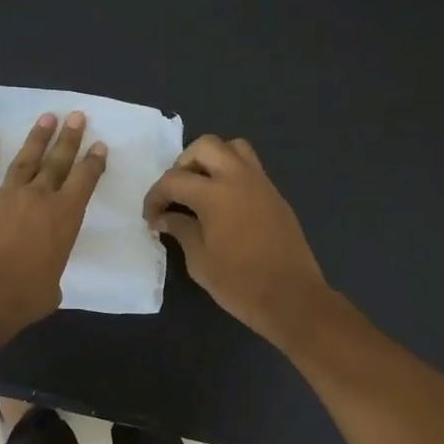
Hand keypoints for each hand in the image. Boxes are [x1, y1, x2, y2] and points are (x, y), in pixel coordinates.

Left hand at [0, 111, 106, 333]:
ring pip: (23, 161)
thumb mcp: (52, 287)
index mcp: (63, 217)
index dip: (93, 161)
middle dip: (68, 139)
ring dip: (36, 139)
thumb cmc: (23, 298)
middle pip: (56, 162)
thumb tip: (41, 274)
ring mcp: (3, 197)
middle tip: (76, 116)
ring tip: (46, 119)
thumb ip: (50, 270)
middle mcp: (37, 198)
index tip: (99, 144)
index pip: (84, 180)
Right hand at [143, 135, 329, 345]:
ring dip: (212, 160)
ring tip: (201, 189)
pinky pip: (250, 168)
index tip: (151, 217)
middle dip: (183, 164)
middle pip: (205, 146)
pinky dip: (231, 174)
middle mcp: (239, 178)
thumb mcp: (200, 261)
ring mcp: (261, 184)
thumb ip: (181, 230)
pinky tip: (224, 205)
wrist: (292, 298)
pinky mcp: (275, 195)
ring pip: (233, 148)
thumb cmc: (240, 284)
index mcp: (215, 194)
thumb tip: (165, 217)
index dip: (155, 197)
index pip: (173, 180)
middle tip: (177, 193)